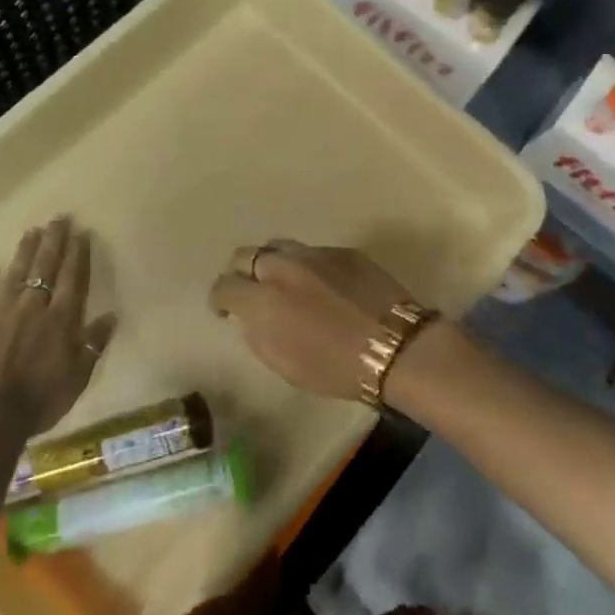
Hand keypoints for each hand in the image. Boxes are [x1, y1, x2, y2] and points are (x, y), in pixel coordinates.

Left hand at [0, 217, 117, 435]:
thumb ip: (93, 344)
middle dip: (53, 241)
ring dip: (24, 252)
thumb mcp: (78, 377)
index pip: (72, 278)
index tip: (80, 232)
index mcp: (61, 319)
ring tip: (30, 232)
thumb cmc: (41, 400)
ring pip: (14, 275)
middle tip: (58, 218)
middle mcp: (33, 307)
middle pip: (45, 267)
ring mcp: (0, 314)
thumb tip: (111, 317)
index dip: (77, 254)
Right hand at [207, 240, 415, 402]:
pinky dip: (306, 266)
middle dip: (241, 272)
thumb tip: (248, 315)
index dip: (219, 298)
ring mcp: (314, 254)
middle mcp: (283, 267)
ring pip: (278, 246)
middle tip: (250, 290)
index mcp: (263, 299)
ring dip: (272, 263)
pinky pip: (312, 253)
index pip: (224, 286)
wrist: (396, 347)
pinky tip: (321, 285)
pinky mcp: (343, 251)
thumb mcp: (284, 364)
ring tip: (283, 282)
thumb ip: (258, 333)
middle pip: (246, 255)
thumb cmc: (336, 368)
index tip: (224, 309)